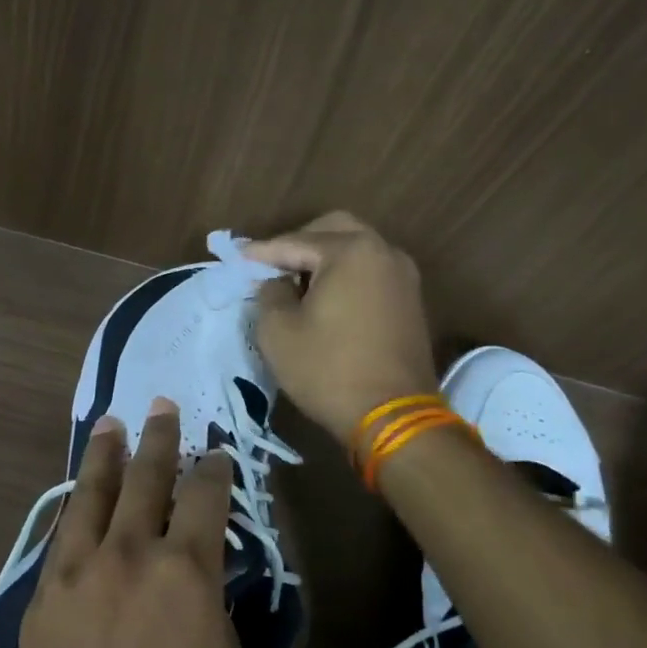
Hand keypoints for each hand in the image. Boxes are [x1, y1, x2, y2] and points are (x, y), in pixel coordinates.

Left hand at [12, 398, 255, 647]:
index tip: (217, 451)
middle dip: (160, 439)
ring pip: (91, 495)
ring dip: (105, 456)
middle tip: (162, 406)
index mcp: (185, 572)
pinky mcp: (40, 599)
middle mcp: (126, 556)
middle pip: (146, 478)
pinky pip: (59, 535)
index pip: (205, 496)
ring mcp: (75, 573)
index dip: (215, 468)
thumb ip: (222, 613)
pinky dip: (73, 507)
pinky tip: (77, 495)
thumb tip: (208, 582)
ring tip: (111, 424)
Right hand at [244, 211, 440, 441]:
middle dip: (298, 244)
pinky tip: (324, 300)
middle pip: (334, 230)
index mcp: (351, 251)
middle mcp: (383, 252)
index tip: (236, 259)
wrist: (392, 416)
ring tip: (295, 285)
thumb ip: (269, 293)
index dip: (261, 252)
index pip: (295, 242)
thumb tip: (275, 282)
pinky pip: (370, 274)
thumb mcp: (277, 331)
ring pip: (356, 250)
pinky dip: (345, 277)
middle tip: (271, 266)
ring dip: (324, 260)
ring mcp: (403, 277)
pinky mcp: (410, 302)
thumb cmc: (328, 369)